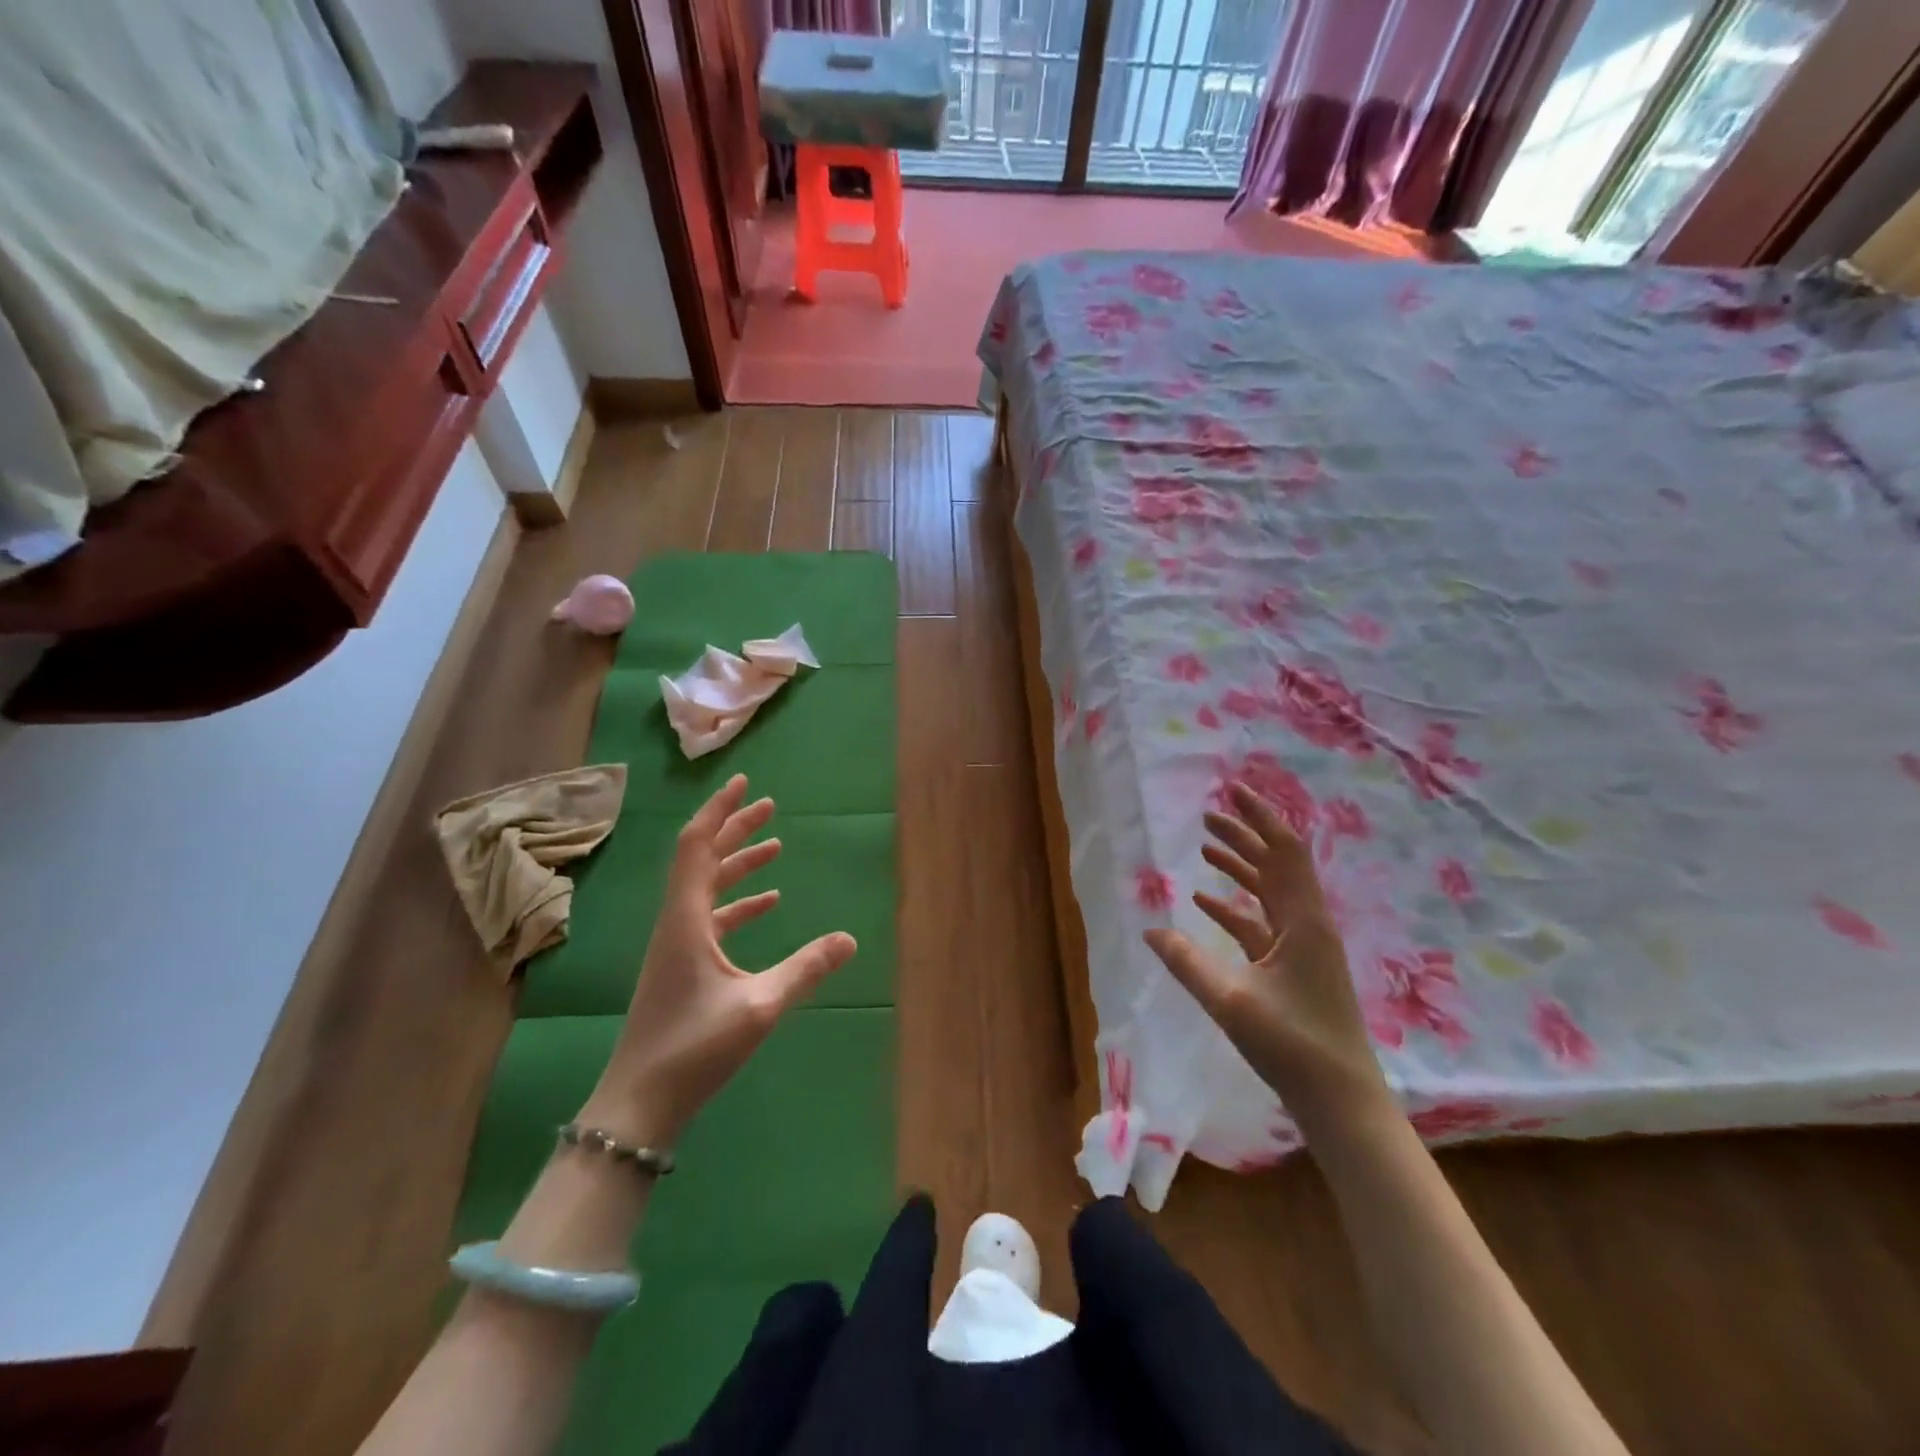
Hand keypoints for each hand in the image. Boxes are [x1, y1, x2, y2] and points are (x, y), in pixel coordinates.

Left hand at [579, 775, 855, 1146]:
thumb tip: (850, 939)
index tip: (744, 783)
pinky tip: (768, 903)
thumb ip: (805, 969)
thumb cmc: (693, 1049)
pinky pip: (712, 917)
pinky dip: (738, 902)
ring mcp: (677, 945)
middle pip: (702, 859)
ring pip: (707, 888)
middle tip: (769, 806)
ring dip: (738, 863)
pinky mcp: (682, 966)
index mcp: (686, 919)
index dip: (720, 811)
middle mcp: (677, 922)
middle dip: (735, 829)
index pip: (697, 847)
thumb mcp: (759, 1007)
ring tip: (774, 846)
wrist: (639, 1104)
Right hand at [1143, 782, 1391, 1133]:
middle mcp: (1308, 925)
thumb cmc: (1293, 1046)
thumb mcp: (1231, 1002)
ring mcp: (1303, 948)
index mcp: (1303, 922)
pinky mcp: (1294, 969)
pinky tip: (1207, 903)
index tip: (1232, 791)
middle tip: (1208, 816)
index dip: (1259, 818)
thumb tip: (1150, 930)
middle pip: (1277, 866)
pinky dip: (1236, 907)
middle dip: (1244, 837)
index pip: (1284, 852)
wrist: (1341, 1101)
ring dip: (1240, 869)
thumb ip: (1187, 963)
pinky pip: (1262, 923)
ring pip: (1270, 893)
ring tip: (1205, 849)